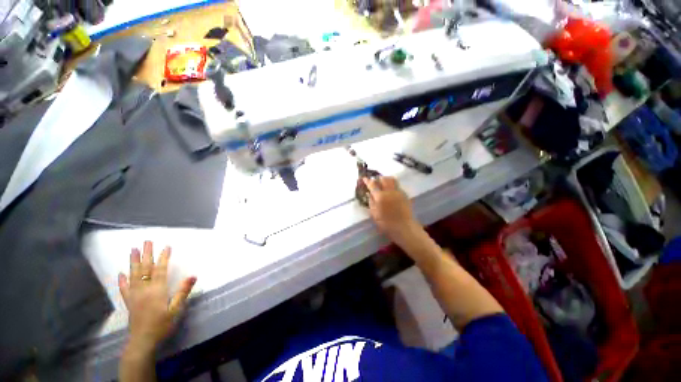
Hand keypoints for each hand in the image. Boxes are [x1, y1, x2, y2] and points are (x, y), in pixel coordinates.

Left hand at [118, 241, 196, 353]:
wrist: (142, 342)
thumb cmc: (162, 325)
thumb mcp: (176, 310)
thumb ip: (183, 292)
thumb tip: (193, 276)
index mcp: (157, 291)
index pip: (160, 270)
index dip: (163, 257)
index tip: (167, 246)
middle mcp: (144, 290)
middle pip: (145, 269)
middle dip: (146, 254)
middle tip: (146, 241)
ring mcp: (134, 295)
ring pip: (133, 275)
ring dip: (133, 262)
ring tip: (133, 250)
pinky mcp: (129, 302)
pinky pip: (124, 289)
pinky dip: (122, 280)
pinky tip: (121, 273)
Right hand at [363, 176, 419, 240]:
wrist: (405, 227)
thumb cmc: (387, 223)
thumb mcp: (374, 214)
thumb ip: (371, 202)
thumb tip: (370, 194)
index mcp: (380, 197)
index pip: (372, 185)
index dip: (367, 181)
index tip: (364, 178)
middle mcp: (390, 191)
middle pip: (384, 179)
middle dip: (378, 178)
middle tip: (375, 182)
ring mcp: (398, 192)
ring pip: (392, 180)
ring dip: (386, 179)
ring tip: (383, 183)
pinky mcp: (405, 195)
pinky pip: (397, 186)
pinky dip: (392, 185)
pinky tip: (391, 191)